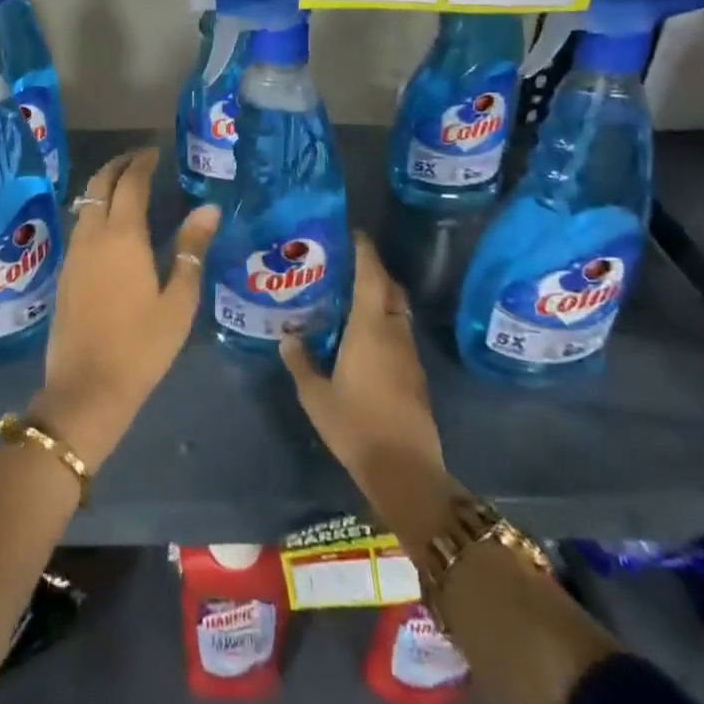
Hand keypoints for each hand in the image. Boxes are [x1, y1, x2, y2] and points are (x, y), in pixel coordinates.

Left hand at [33, 149, 218, 471]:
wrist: (86, 388)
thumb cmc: (142, 346)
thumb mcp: (179, 300)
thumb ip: (192, 249)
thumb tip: (207, 208)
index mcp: (123, 236)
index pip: (130, 183)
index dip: (142, 162)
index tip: (155, 152)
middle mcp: (92, 235)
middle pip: (98, 185)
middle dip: (117, 165)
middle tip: (139, 159)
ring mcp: (73, 253)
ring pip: (84, 203)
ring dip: (103, 185)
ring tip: (126, 185)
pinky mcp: (64, 272)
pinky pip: (79, 224)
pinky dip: (94, 208)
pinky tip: (110, 222)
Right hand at [280, 236, 452, 532]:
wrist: (404, 469)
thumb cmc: (355, 425)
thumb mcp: (315, 395)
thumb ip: (300, 362)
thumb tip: (288, 338)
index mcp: (370, 328)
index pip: (371, 275)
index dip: (363, 251)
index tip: (351, 234)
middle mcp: (394, 332)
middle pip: (389, 288)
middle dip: (373, 270)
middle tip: (344, 265)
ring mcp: (409, 354)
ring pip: (397, 311)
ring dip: (379, 297)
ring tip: (349, 297)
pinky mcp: (415, 374)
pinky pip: (399, 332)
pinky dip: (384, 322)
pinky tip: (363, 335)